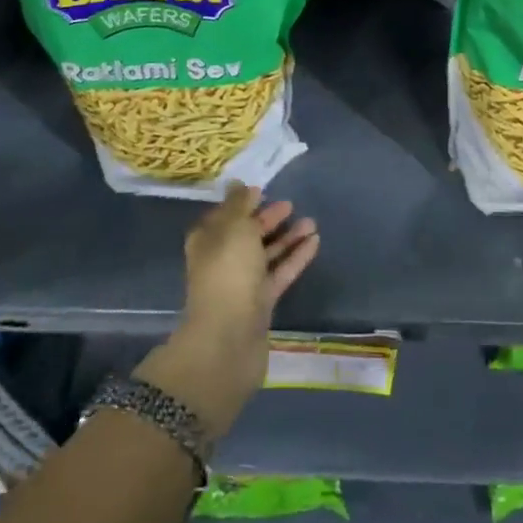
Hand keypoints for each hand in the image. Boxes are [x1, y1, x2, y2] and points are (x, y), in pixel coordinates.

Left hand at [136, 183, 318, 438]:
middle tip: (291, 204)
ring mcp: (242, 283)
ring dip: (287, 237)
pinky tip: (315, 242)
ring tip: (312, 221)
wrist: (229, 338)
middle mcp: (222, 260)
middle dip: (267, 219)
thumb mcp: (234, 229)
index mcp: (208, 241)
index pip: (225, 216)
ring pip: (266, 254)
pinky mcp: (261, 302)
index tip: (264, 190)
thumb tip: (240, 184)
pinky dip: (295, 257)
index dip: (243, 203)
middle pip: (247, 234)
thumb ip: (240, 205)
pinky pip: (280, 273)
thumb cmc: (228, 274)